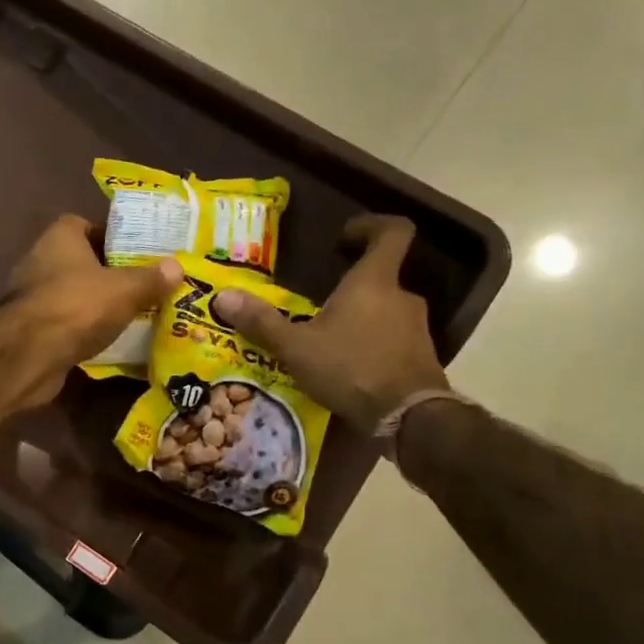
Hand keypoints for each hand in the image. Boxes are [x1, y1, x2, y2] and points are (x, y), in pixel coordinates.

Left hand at [8, 215, 180, 406]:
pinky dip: (85, 330)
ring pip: (75, 295)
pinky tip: (111, 341)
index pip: (85, 225)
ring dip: (98, 304)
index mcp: (60, 238)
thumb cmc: (78, 306)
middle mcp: (41, 261)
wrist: (30, 355)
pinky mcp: (32, 330)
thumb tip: (177, 267)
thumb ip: (151, 278)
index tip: (138, 251)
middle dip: (110, 273)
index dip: (111, 236)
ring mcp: (33, 297)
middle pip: (82, 261)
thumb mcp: (125, 289)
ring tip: (134, 313)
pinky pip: (67, 324)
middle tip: (144, 284)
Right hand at [211, 215, 447, 433]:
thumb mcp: (296, 347)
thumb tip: (222, 297)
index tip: (346, 236)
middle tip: (318, 303)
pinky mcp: (421, 358)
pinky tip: (346, 369)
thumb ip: (262, 322)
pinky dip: (371, 346)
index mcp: (374, 281)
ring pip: (385, 312)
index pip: (393, 232)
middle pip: (382, 277)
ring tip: (327, 340)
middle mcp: (402, 297)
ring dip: (360, 319)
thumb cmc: (351, 368)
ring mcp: (417, 329)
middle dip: (352, 287)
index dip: (372, 225)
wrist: (408, 418)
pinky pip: (392, 341)